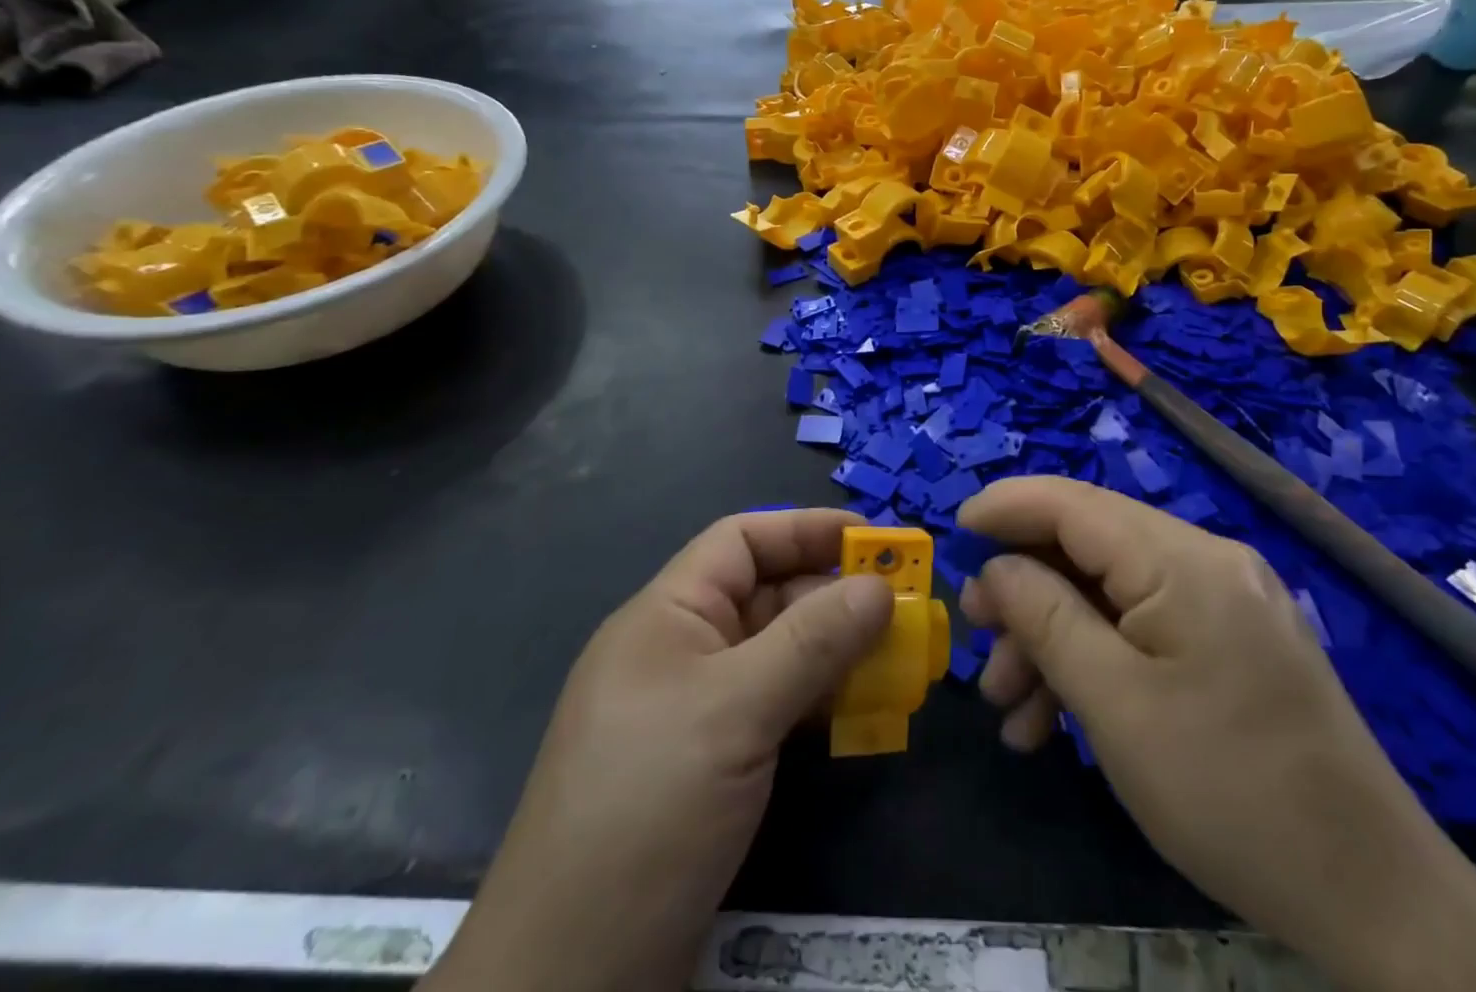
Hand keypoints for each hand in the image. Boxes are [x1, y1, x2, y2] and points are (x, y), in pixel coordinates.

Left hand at [425, 510, 892, 991]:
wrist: (569, 979)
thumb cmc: (648, 808)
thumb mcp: (736, 710)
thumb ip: (813, 641)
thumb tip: (880, 587)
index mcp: (668, 615)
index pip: (742, 541)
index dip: (807, 529)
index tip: (875, 540)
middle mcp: (682, 651)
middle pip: (769, 596)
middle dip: (836, 596)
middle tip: (907, 608)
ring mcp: (697, 711)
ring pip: (779, 655)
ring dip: (838, 653)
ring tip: (901, 660)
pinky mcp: (713, 765)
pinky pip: (777, 707)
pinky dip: (821, 703)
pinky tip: (865, 714)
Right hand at [959, 478, 1475, 991]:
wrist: (1375, 898)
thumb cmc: (1232, 794)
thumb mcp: (1116, 706)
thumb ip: (1046, 618)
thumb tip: (997, 566)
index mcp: (1184, 559)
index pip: (1075, 503)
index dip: (1009, 506)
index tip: (954, 528)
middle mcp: (1207, 560)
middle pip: (1090, 547)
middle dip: (1026, 589)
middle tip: (977, 639)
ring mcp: (1225, 601)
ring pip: (1112, 593)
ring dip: (1054, 637)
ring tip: (1010, 706)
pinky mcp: (1233, 642)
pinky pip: (1146, 627)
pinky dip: (1098, 659)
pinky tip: (1059, 721)